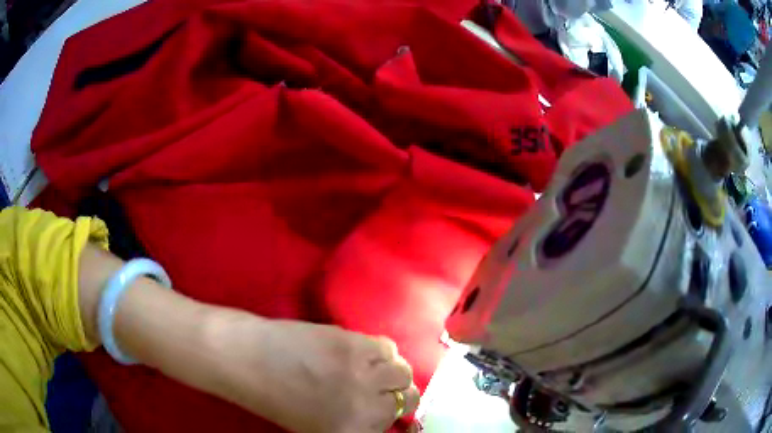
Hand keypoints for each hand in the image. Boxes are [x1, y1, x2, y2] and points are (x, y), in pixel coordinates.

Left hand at [204, 312, 419, 432]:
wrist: (246, 359)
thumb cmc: (274, 398)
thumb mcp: (317, 426)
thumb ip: (355, 424)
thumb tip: (384, 415)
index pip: (397, 428)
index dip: (399, 420)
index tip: (398, 414)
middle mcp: (366, 410)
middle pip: (409, 400)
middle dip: (398, 397)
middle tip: (384, 391)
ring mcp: (363, 375)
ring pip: (403, 372)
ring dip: (392, 372)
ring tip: (373, 369)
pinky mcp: (355, 345)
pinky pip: (388, 347)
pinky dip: (380, 351)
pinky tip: (362, 353)